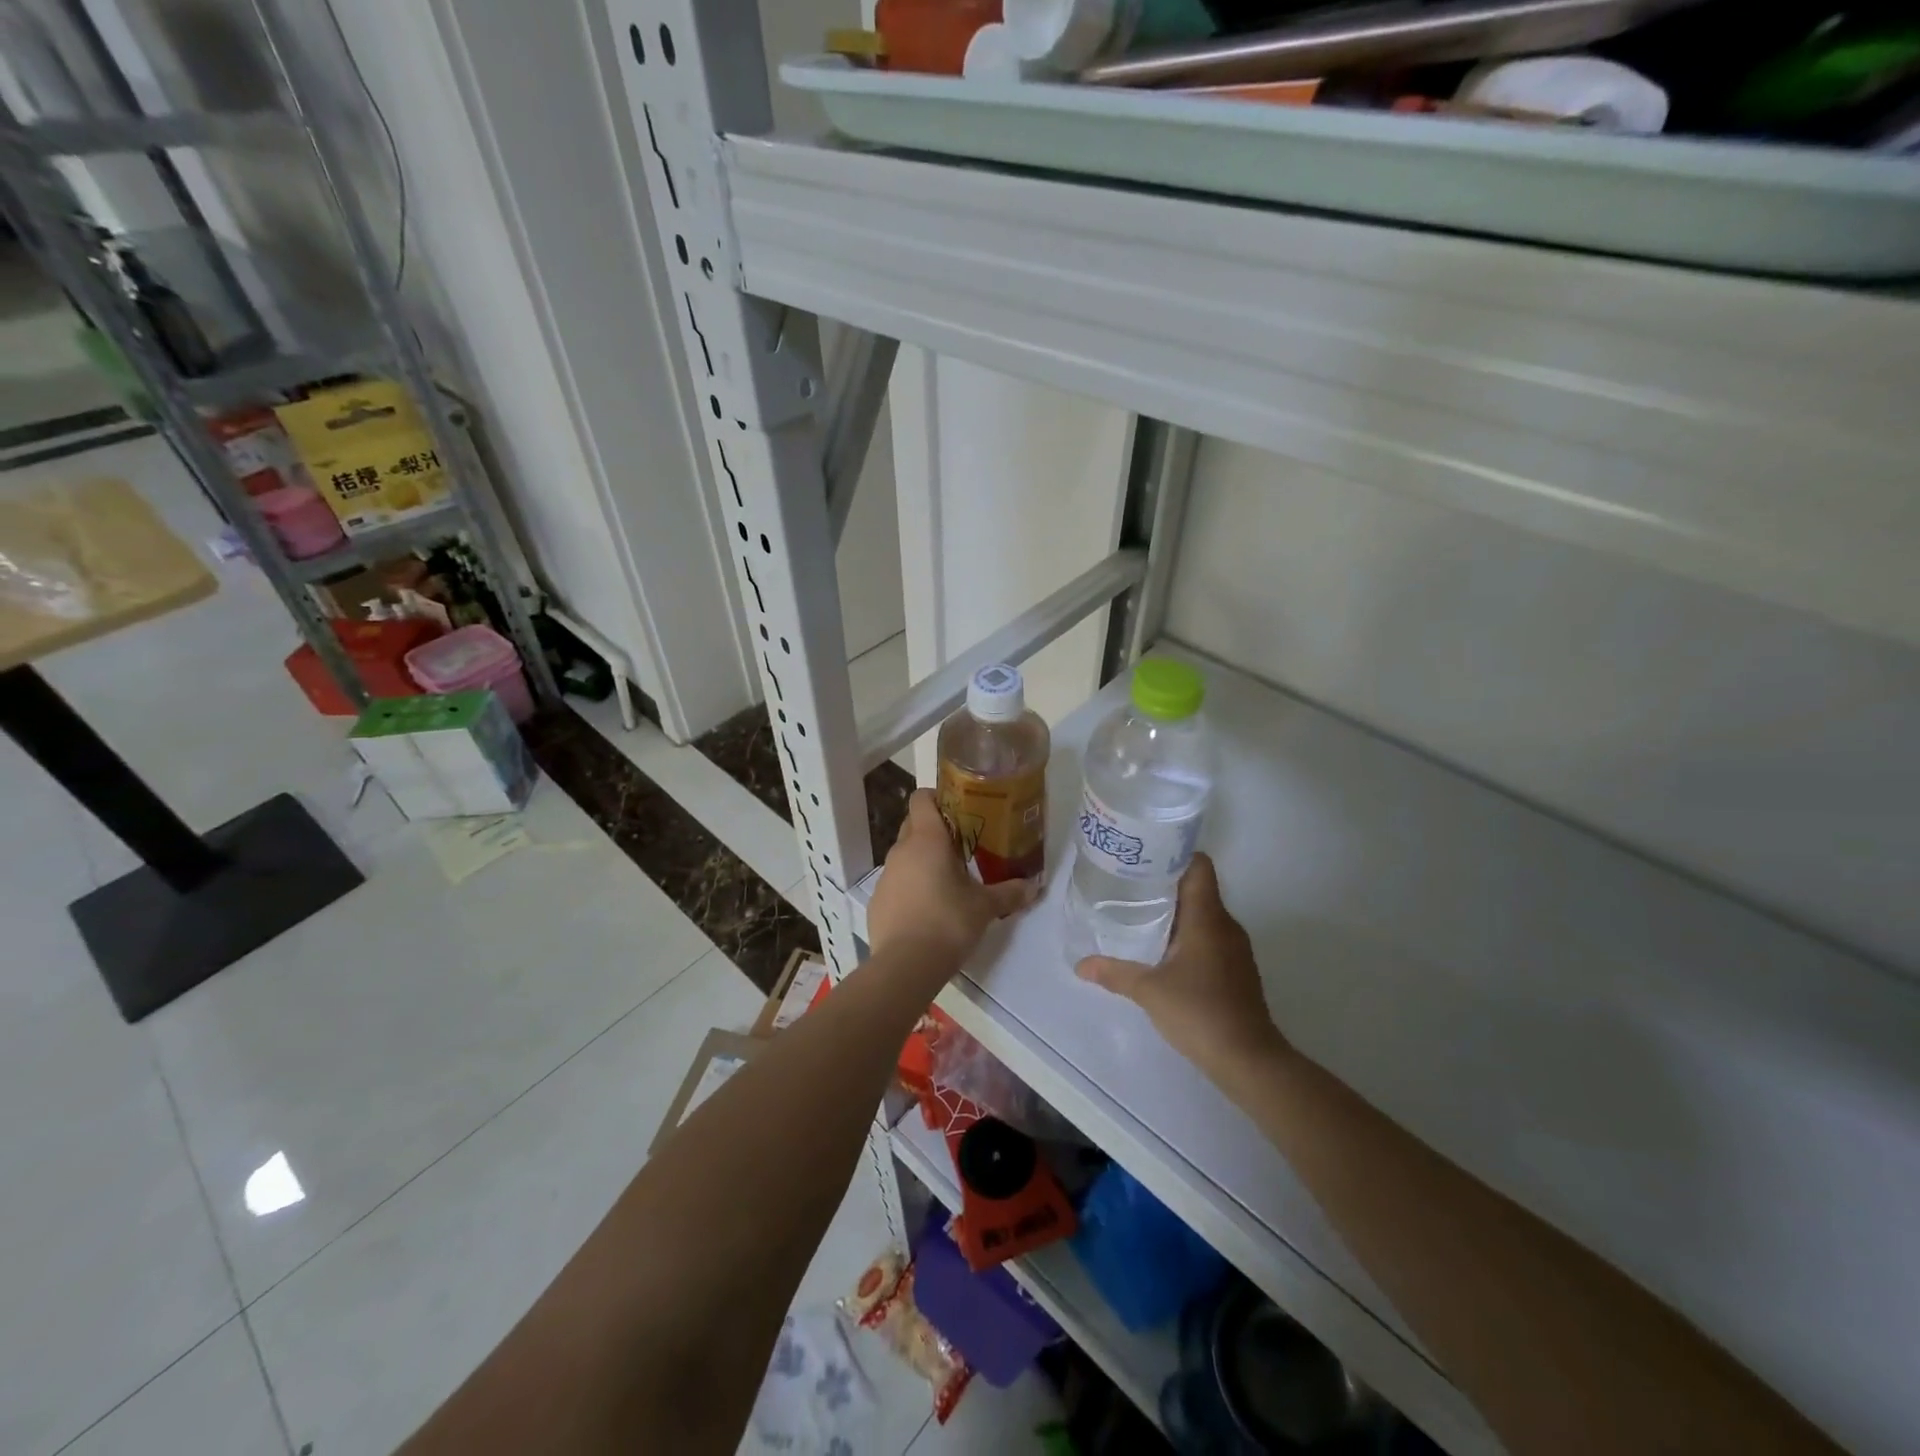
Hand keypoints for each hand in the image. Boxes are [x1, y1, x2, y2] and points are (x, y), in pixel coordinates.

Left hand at [868, 790, 1035, 966]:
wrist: (906, 965)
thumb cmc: (948, 923)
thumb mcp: (985, 907)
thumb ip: (1009, 893)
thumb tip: (1034, 886)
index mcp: (927, 840)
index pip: (922, 798)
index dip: (937, 797)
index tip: (957, 809)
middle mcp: (901, 850)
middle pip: (913, 824)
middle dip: (933, 830)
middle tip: (961, 845)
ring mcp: (886, 875)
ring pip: (904, 855)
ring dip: (922, 860)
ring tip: (946, 880)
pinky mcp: (877, 901)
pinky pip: (896, 882)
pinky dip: (910, 887)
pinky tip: (926, 909)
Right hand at [1075, 854, 1286, 1083]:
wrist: (1249, 1060)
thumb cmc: (1199, 1013)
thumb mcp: (1148, 991)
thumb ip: (1114, 973)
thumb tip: (1080, 965)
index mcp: (1207, 917)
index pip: (1199, 866)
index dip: (1174, 854)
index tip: (1144, 856)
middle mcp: (1225, 924)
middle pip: (1198, 888)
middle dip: (1165, 883)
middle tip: (1129, 884)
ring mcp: (1235, 948)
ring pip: (1203, 914)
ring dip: (1176, 911)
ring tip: (1139, 914)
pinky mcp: (1237, 969)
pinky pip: (1209, 937)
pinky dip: (1187, 934)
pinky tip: (1163, 951)